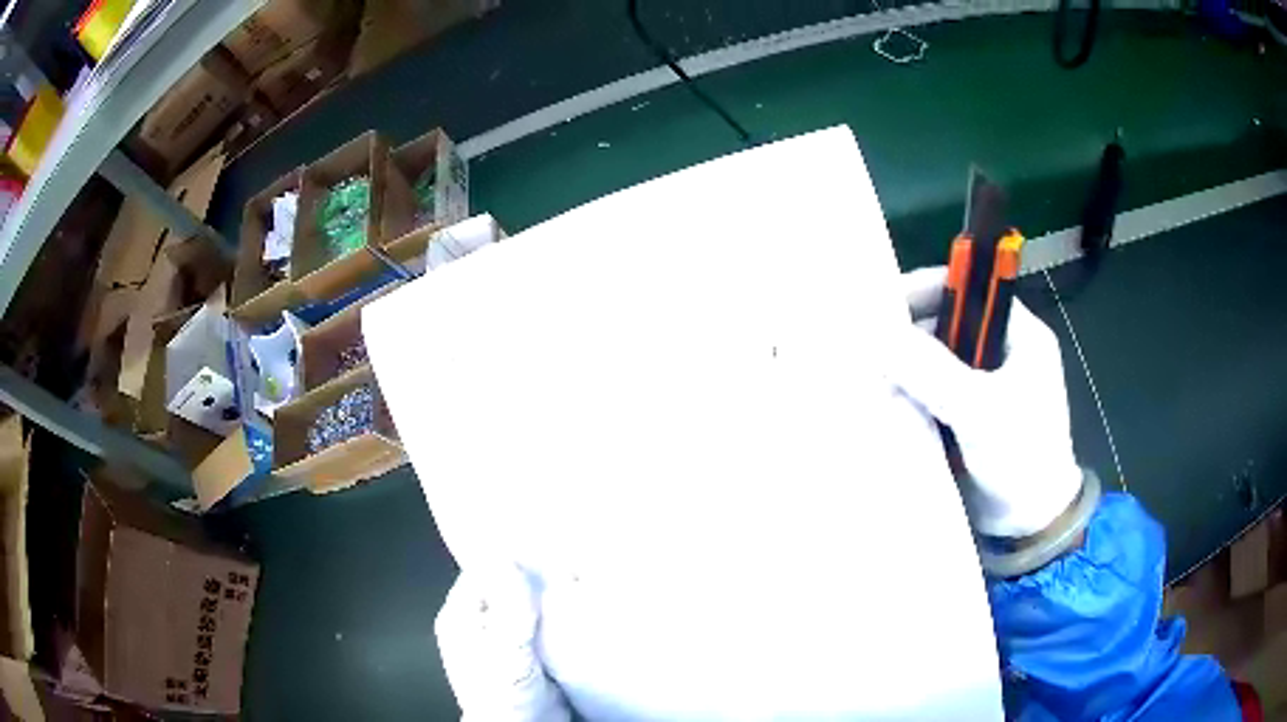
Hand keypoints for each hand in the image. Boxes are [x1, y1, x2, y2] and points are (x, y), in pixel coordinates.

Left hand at [436, 565, 569, 720]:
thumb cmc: (501, 693)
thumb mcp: (503, 648)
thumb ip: (508, 606)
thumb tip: (509, 559)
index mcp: (461, 615)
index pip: (483, 571)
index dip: (510, 560)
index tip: (542, 549)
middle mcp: (482, 621)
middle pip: (508, 585)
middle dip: (535, 576)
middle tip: (567, 562)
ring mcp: (508, 636)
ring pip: (530, 603)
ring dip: (551, 596)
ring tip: (578, 580)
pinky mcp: (532, 649)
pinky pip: (547, 622)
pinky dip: (561, 615)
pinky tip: (580, 607)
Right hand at [891, 266, 1082, 538]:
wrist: (1031, 523)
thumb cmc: (1021, 457)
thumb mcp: (979, 410)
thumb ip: (931, 370)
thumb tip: (876, 335)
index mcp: (1019, 334)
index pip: (967, 290)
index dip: (925, 289)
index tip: (881, 306)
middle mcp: (1001, 351)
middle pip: (947, 324)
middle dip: (908, 335)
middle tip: (869, 351)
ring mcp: (985, 385)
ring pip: (936, 360)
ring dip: (906, 369)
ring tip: (870, 380)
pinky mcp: (969, 415)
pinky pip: (934, 392)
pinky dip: (911, 395)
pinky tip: (886, 403)